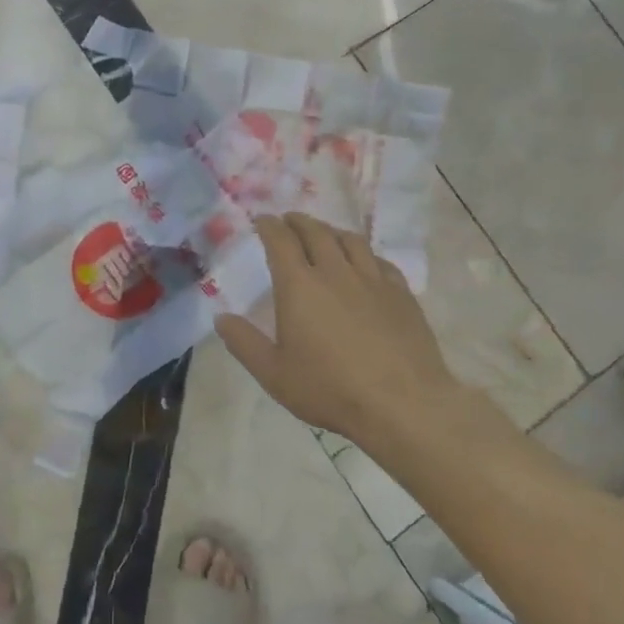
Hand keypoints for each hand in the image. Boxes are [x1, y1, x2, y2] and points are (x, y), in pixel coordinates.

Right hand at [215, 213, 471, 449]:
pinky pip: (380, 261)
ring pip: (350, 241)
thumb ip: (244, 343)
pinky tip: (366, 262)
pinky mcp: (401, 294)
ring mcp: (373, 280)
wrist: (402, 403)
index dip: (269, 226)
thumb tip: (221, 318)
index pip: (281, 241)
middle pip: (316, 232)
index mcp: (299, 286)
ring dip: (332, 231)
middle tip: (289, 220)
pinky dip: (365, 254)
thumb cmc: (330, 389)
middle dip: (299, 222)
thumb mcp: (274, 374)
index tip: (262, 220)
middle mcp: (335, 272)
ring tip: (325, 233)